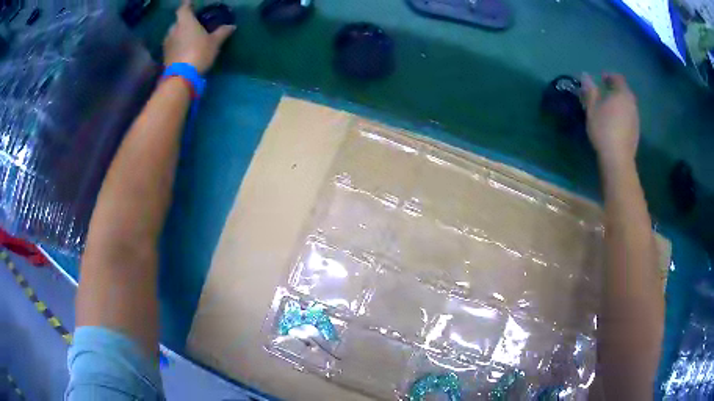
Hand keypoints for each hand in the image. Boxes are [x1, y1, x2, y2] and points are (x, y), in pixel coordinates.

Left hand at [163, 0, 234, 72]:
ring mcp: (167, 44)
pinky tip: (184, 49)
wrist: (181, 77)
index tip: (190, 3)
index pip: (183, 8)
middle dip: (184, 22)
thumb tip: (231, 26)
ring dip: (179, 35)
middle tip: (193, 24)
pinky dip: (177, 45)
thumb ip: (222, 32)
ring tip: (189, 38)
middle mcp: (173, 30)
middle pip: (177, 22)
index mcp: (185, 21)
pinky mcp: (165, 56)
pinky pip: (172, 46)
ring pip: (173, 34)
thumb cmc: (198, 52)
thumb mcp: (215, 42)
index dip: (187, 4)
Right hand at [581, 73, 639, 167]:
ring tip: (609, 109)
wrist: (618, 159)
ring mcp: (636, 118)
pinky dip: (622, 114)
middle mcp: (632, 103)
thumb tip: (585, 76)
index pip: (618, 78)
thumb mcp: (592, 108)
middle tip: (605, 94)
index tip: (601, 79)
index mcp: (622, 94)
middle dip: (615, 90)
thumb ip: (590, 91)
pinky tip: (615, 122)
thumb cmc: (604, 129)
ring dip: (619, 103)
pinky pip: (629, 116)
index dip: (609, 76)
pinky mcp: (636, 131)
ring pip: (627, 104)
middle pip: (624, 92)